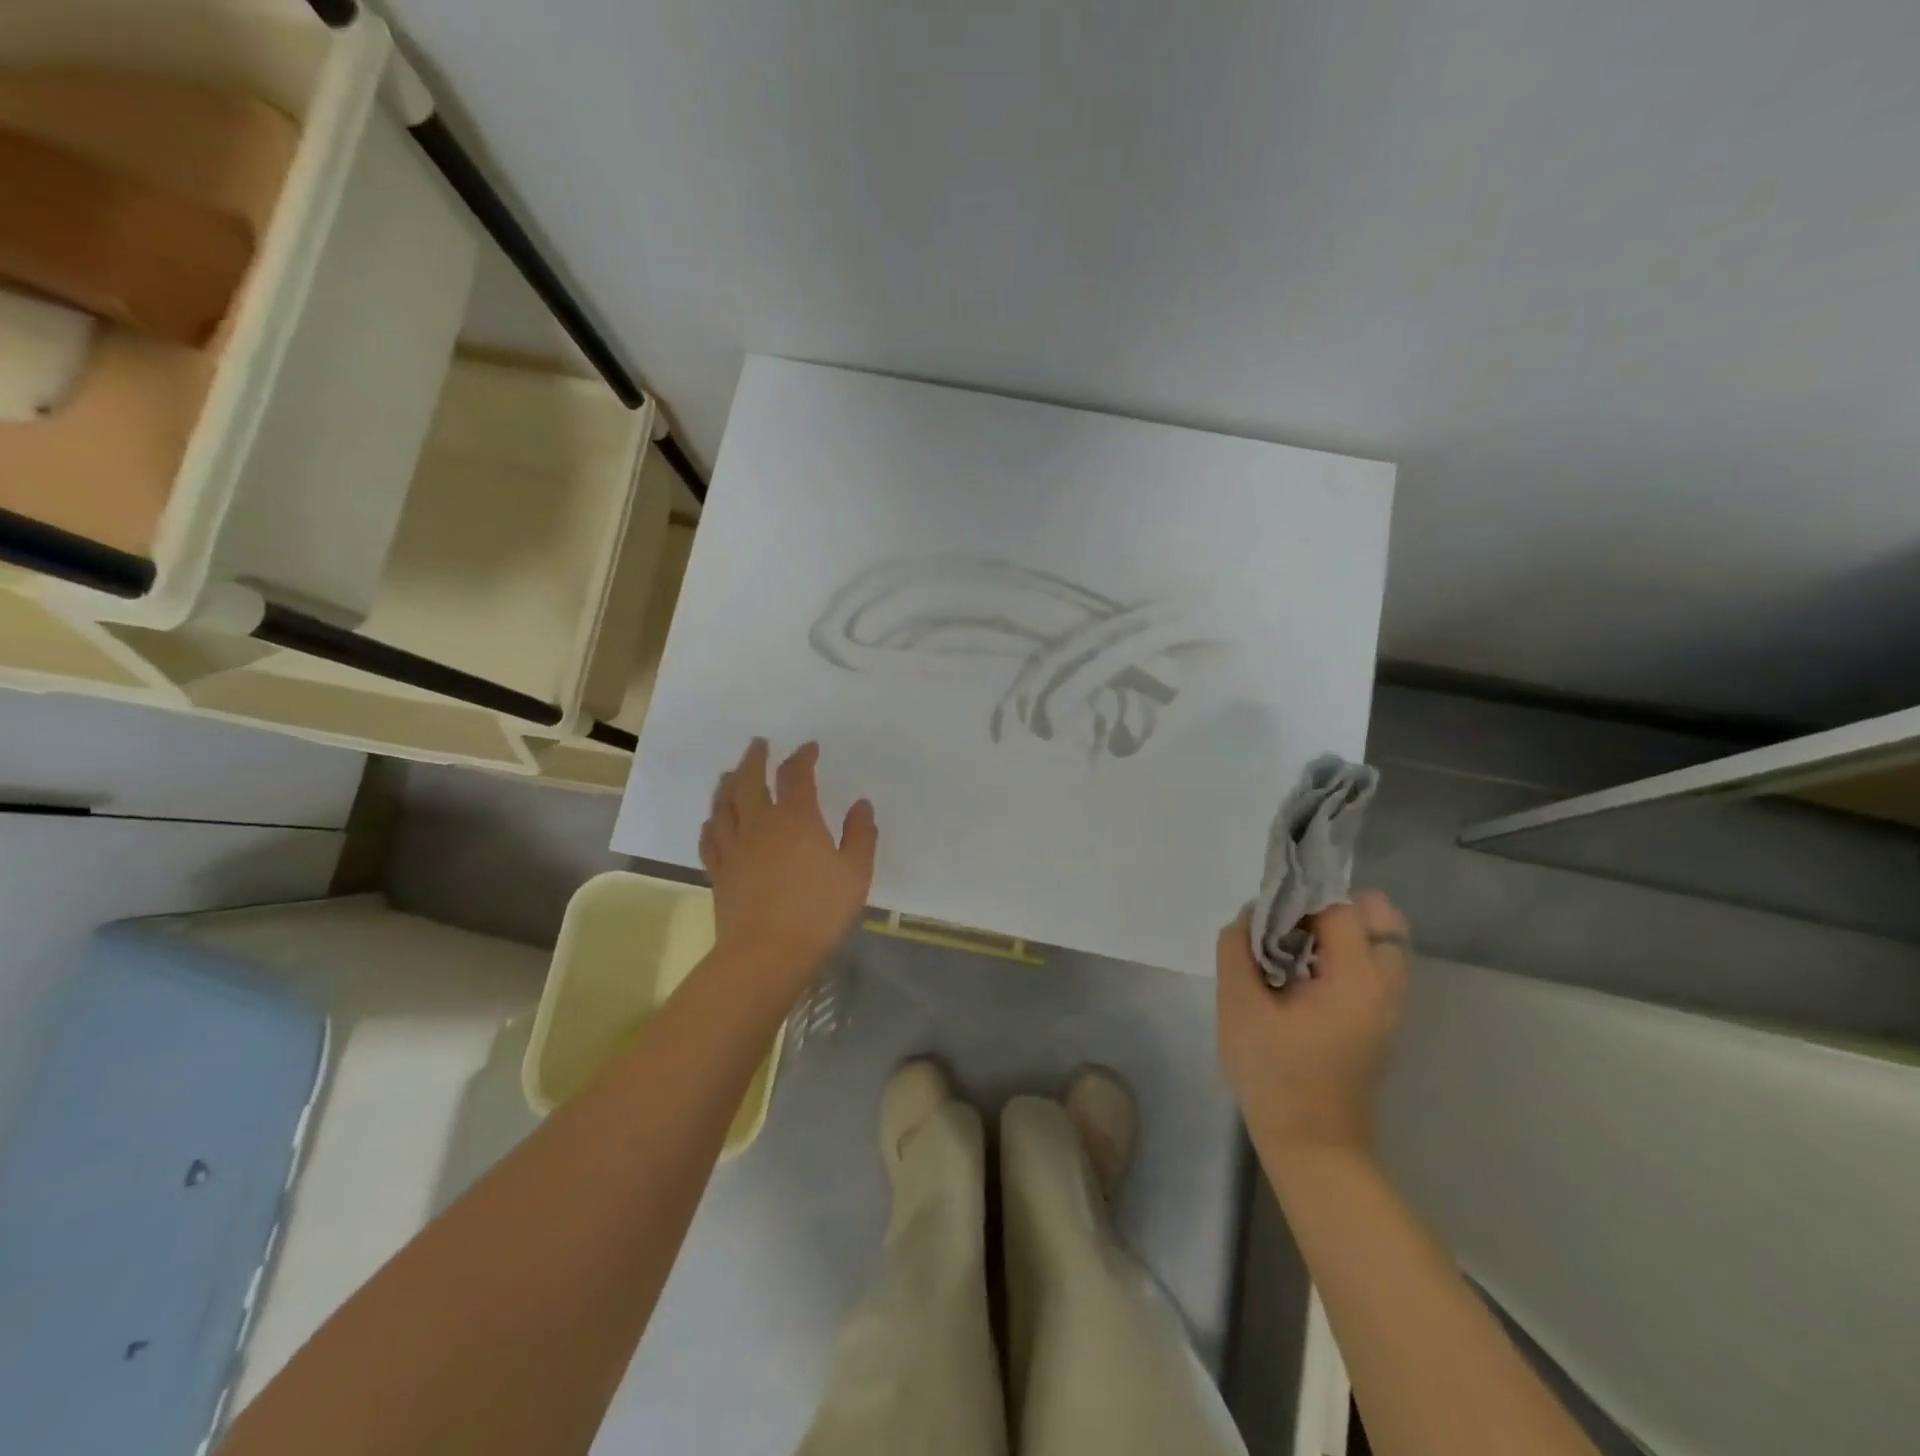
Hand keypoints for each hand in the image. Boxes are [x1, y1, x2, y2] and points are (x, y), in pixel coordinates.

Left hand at [699, 738, 876, 993]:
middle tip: (758, 744)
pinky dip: (711, 823)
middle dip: (755, 759)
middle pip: (750, 780)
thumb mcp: (856, 872)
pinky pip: (709, 838)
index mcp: (796, 818)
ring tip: (730, 773)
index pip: (795, 775)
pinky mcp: (718, 871)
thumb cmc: (818, 911)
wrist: (766, 954)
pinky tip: (712, 821)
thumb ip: (860, 835)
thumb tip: (861, 805)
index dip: (801, 757)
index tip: (808, 748)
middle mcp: (760, 823)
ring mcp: (734, 847)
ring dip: (728, 784)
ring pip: (724, 804)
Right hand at [1216, 892, 1410, 1164]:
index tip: (1266, 919)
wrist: (1312, 1146)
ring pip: (1379, 940)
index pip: (1339, 909)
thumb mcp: (1239, 1006)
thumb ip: (1237, 949)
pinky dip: (1345, 953)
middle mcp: (1385, 986)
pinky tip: (1304, 973)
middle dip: (1329, 908)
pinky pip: (1374, 964)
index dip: (1299, 902)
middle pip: (1377, 917)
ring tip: (1293, 947)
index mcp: (1356, 979)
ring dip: (1338, 930)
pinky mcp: (1381, 1019)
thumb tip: (1249, 916)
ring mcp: (1389, 1005)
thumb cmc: (1274, 1075)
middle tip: (1286, 926)